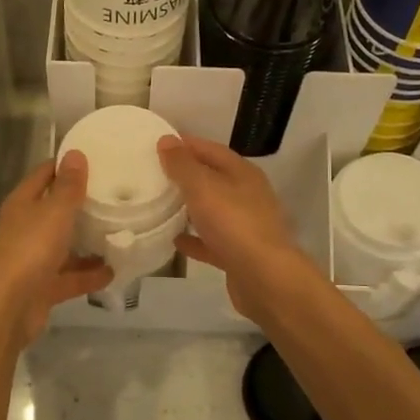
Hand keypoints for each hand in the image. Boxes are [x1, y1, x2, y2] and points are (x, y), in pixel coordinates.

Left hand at [0, 152, 112, 346]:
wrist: (6, 308)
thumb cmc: (29, 249)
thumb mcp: (54, 212)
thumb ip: (68, 185)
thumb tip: (75, 153)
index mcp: (22, 204)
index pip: (44, 175)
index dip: (66, 165)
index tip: (97, 159)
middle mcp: (25, 228)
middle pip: (55, 211)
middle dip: (82, 205)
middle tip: (116, 196)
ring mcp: (33, 260)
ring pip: (64, 246)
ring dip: (88, 242)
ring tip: (120, 233)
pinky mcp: (42, 288)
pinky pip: (70, 277)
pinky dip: (89, 275)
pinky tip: (114, 271)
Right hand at [158, 135, 312, 321]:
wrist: (265, 278)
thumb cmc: (234, 224)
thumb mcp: (203, 187)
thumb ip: (183, 165)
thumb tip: (166, 140)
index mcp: (242, 173)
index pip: (211, 150)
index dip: (186, 145)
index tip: (159, 144)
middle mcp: (247, 195)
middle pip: (213, 179)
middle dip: (186, 175)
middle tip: (154, 173)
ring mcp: (245, 226)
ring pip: (213, 210)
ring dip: (190, 207)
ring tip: (161, 204)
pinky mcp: (239, 254)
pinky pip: (211, 241)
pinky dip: (195, 239)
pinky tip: (175, 241)